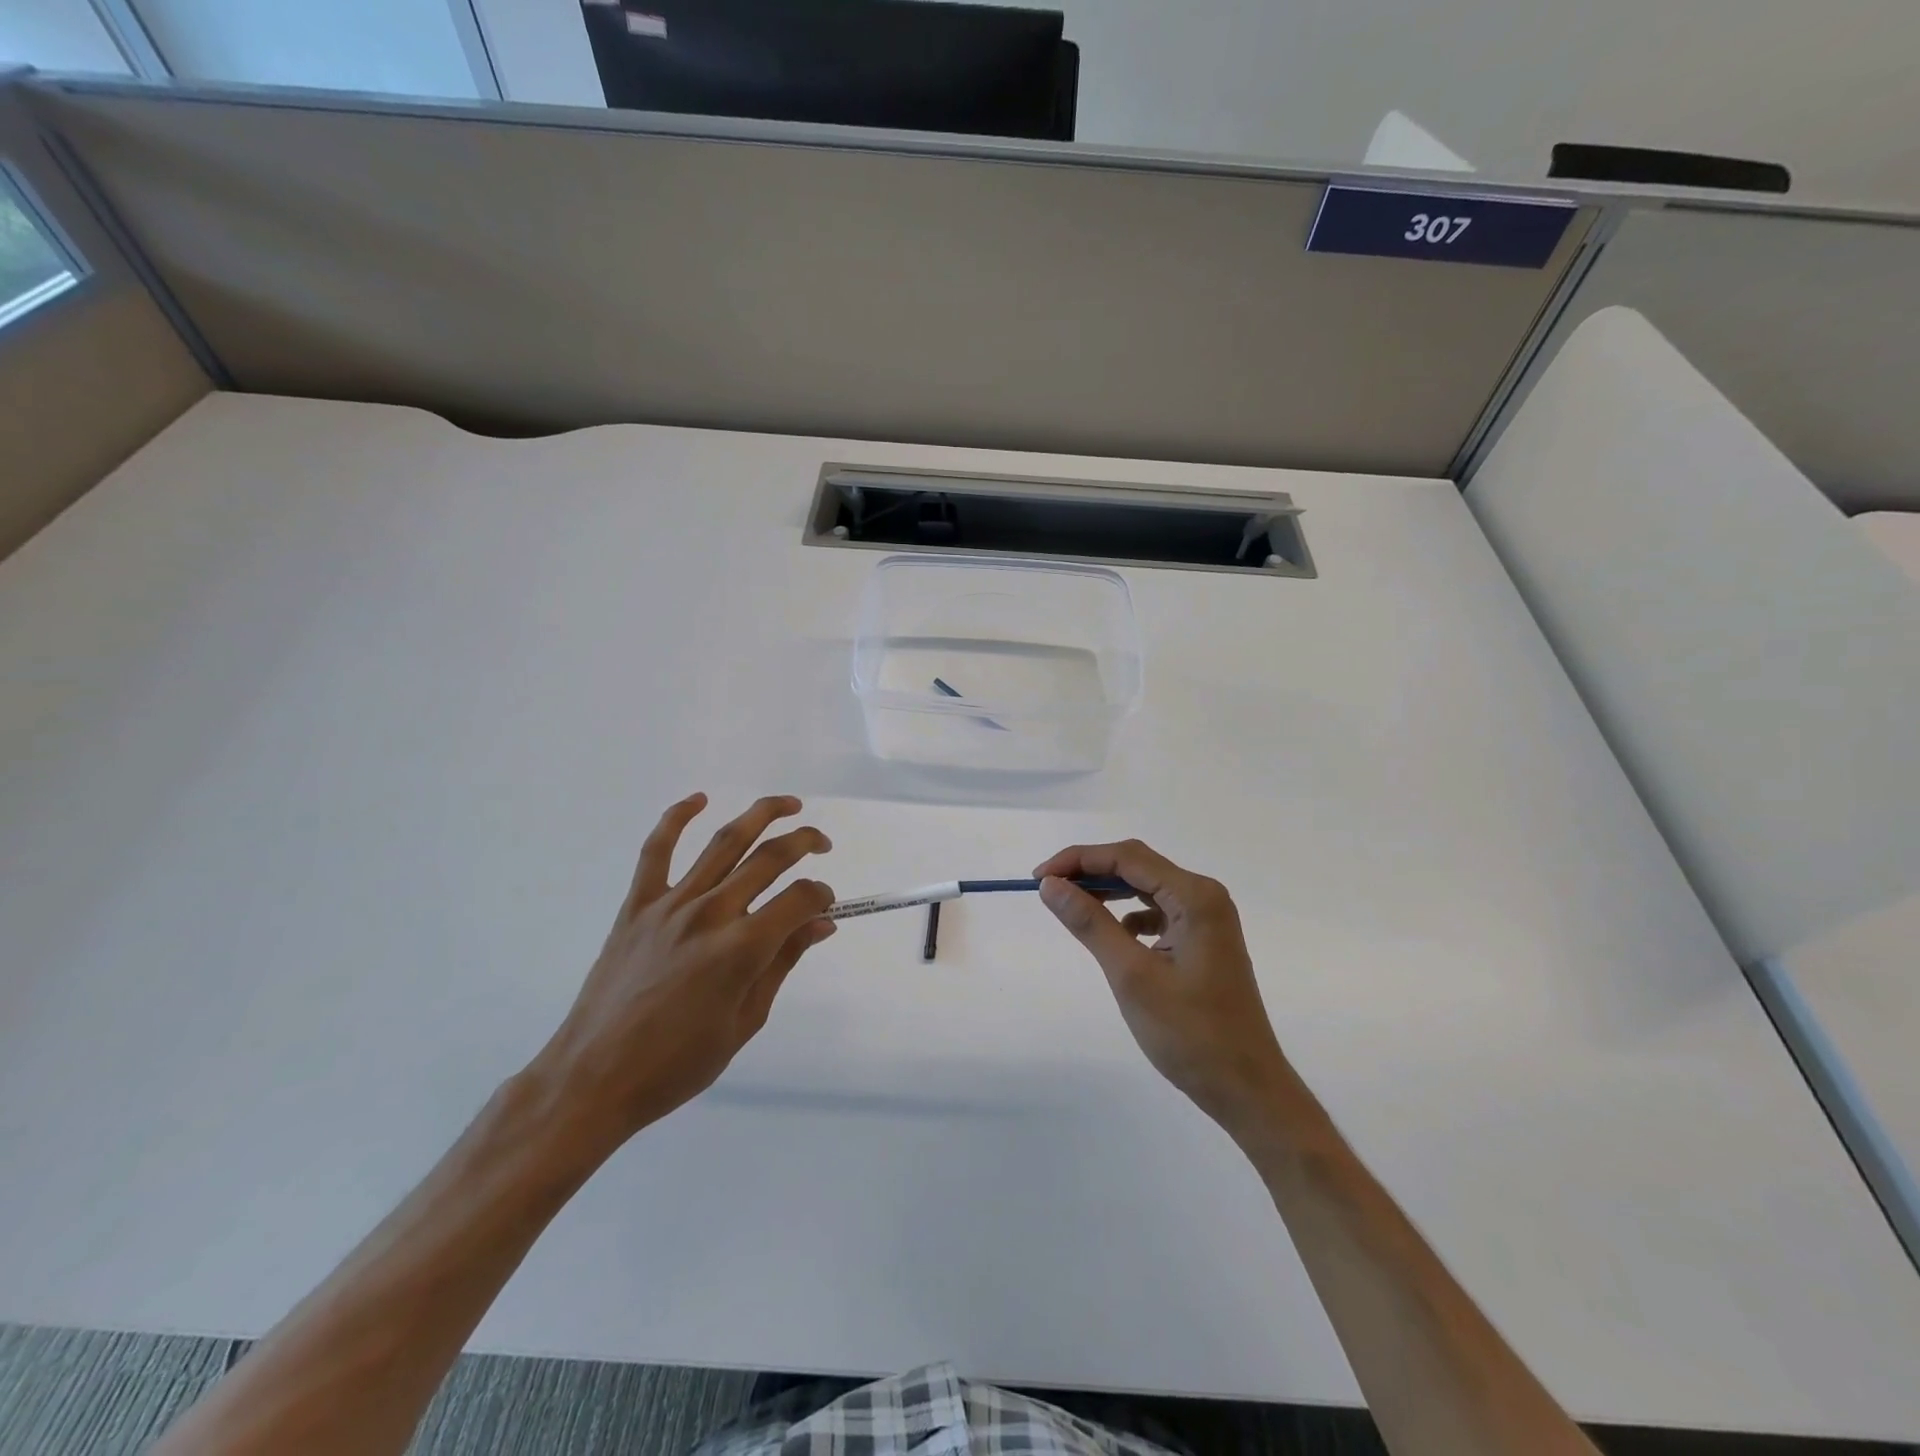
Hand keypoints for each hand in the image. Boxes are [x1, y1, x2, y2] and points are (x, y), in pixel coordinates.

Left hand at [532, 793, 834, 1150]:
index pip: (799, 899)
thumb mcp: (746, 1020)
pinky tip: (698, 799)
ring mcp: (671, 904)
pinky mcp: (637, 905)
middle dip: (804, 843)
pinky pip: (657, 850)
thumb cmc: (678, 1062)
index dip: (821, 895)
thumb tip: (821, 924)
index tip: (826, 906)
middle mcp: (711, 913)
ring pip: (724, 842)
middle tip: (821, 843)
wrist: (594, 1077)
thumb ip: (784, 962)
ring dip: (761, 815)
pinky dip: (676, 818)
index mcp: (742, 948)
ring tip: (788, 804)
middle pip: (769, 858)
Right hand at [1034, 839, 1288, 1139]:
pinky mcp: (1204, 940)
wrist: (1247, 1088)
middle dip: (1090, 871)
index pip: (1127, 857)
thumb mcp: (1131, 975)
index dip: (1078, 860)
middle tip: (1048, 889)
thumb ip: (1090, 923)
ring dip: (1108, 891)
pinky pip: (1159, 910)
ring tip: (1070, 904)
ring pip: (1147, 887)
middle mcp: (1205, 896)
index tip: (1039, 878)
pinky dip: (1129, 913)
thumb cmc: (1191, 1034)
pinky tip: (1113, 933)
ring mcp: (1208, 918)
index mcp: (1195, 897)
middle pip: (1138, 865)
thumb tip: (1051, 886)